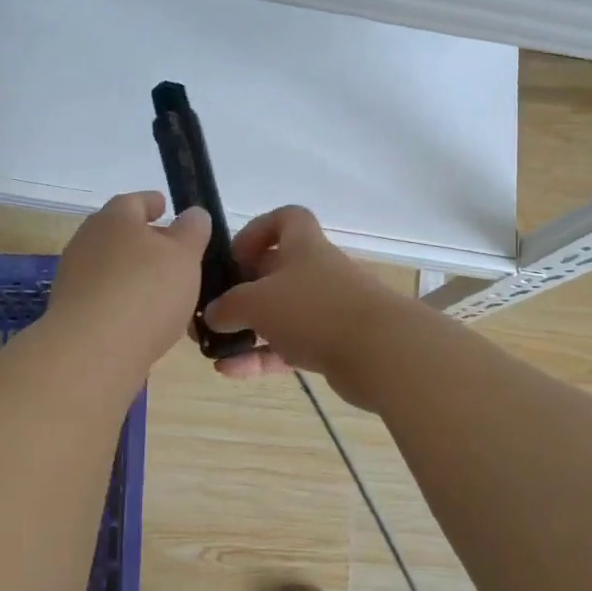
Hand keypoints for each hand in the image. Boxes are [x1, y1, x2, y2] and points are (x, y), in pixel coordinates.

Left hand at [49, 192, 209, 369]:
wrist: (92, 352)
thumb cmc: (146, 291)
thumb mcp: (185, 255)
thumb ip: (193, 230)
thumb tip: (193, 214)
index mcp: (114, 218)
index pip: (135, 201)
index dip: (154, 203)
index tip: (166, 208)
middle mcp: (87, 241)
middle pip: (120, 233)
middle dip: (146, 241)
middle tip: (174, 254)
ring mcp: (74, 277)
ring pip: (112, 266)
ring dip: (134, 274)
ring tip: (165, 292)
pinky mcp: (71, 312)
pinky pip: (105, 297)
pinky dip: (124, 301)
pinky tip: (144, 319)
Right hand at [203, 206, 396, 379]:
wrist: (379, 352)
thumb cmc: (313, 309)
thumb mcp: (257, 302)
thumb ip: (228, 306)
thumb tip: (212, 314)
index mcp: (304, 246)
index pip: (287, 219)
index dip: (259, 230)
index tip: (234, 256)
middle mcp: (317, 272)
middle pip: (278, 271)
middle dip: (244, 288)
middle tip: (214, 308)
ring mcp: (327, 310)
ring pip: (281, 314)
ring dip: (248, 328)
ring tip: (213, 346)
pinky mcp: (332, 345)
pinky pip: (289, 347)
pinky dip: (261, 356)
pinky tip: (229, 371)